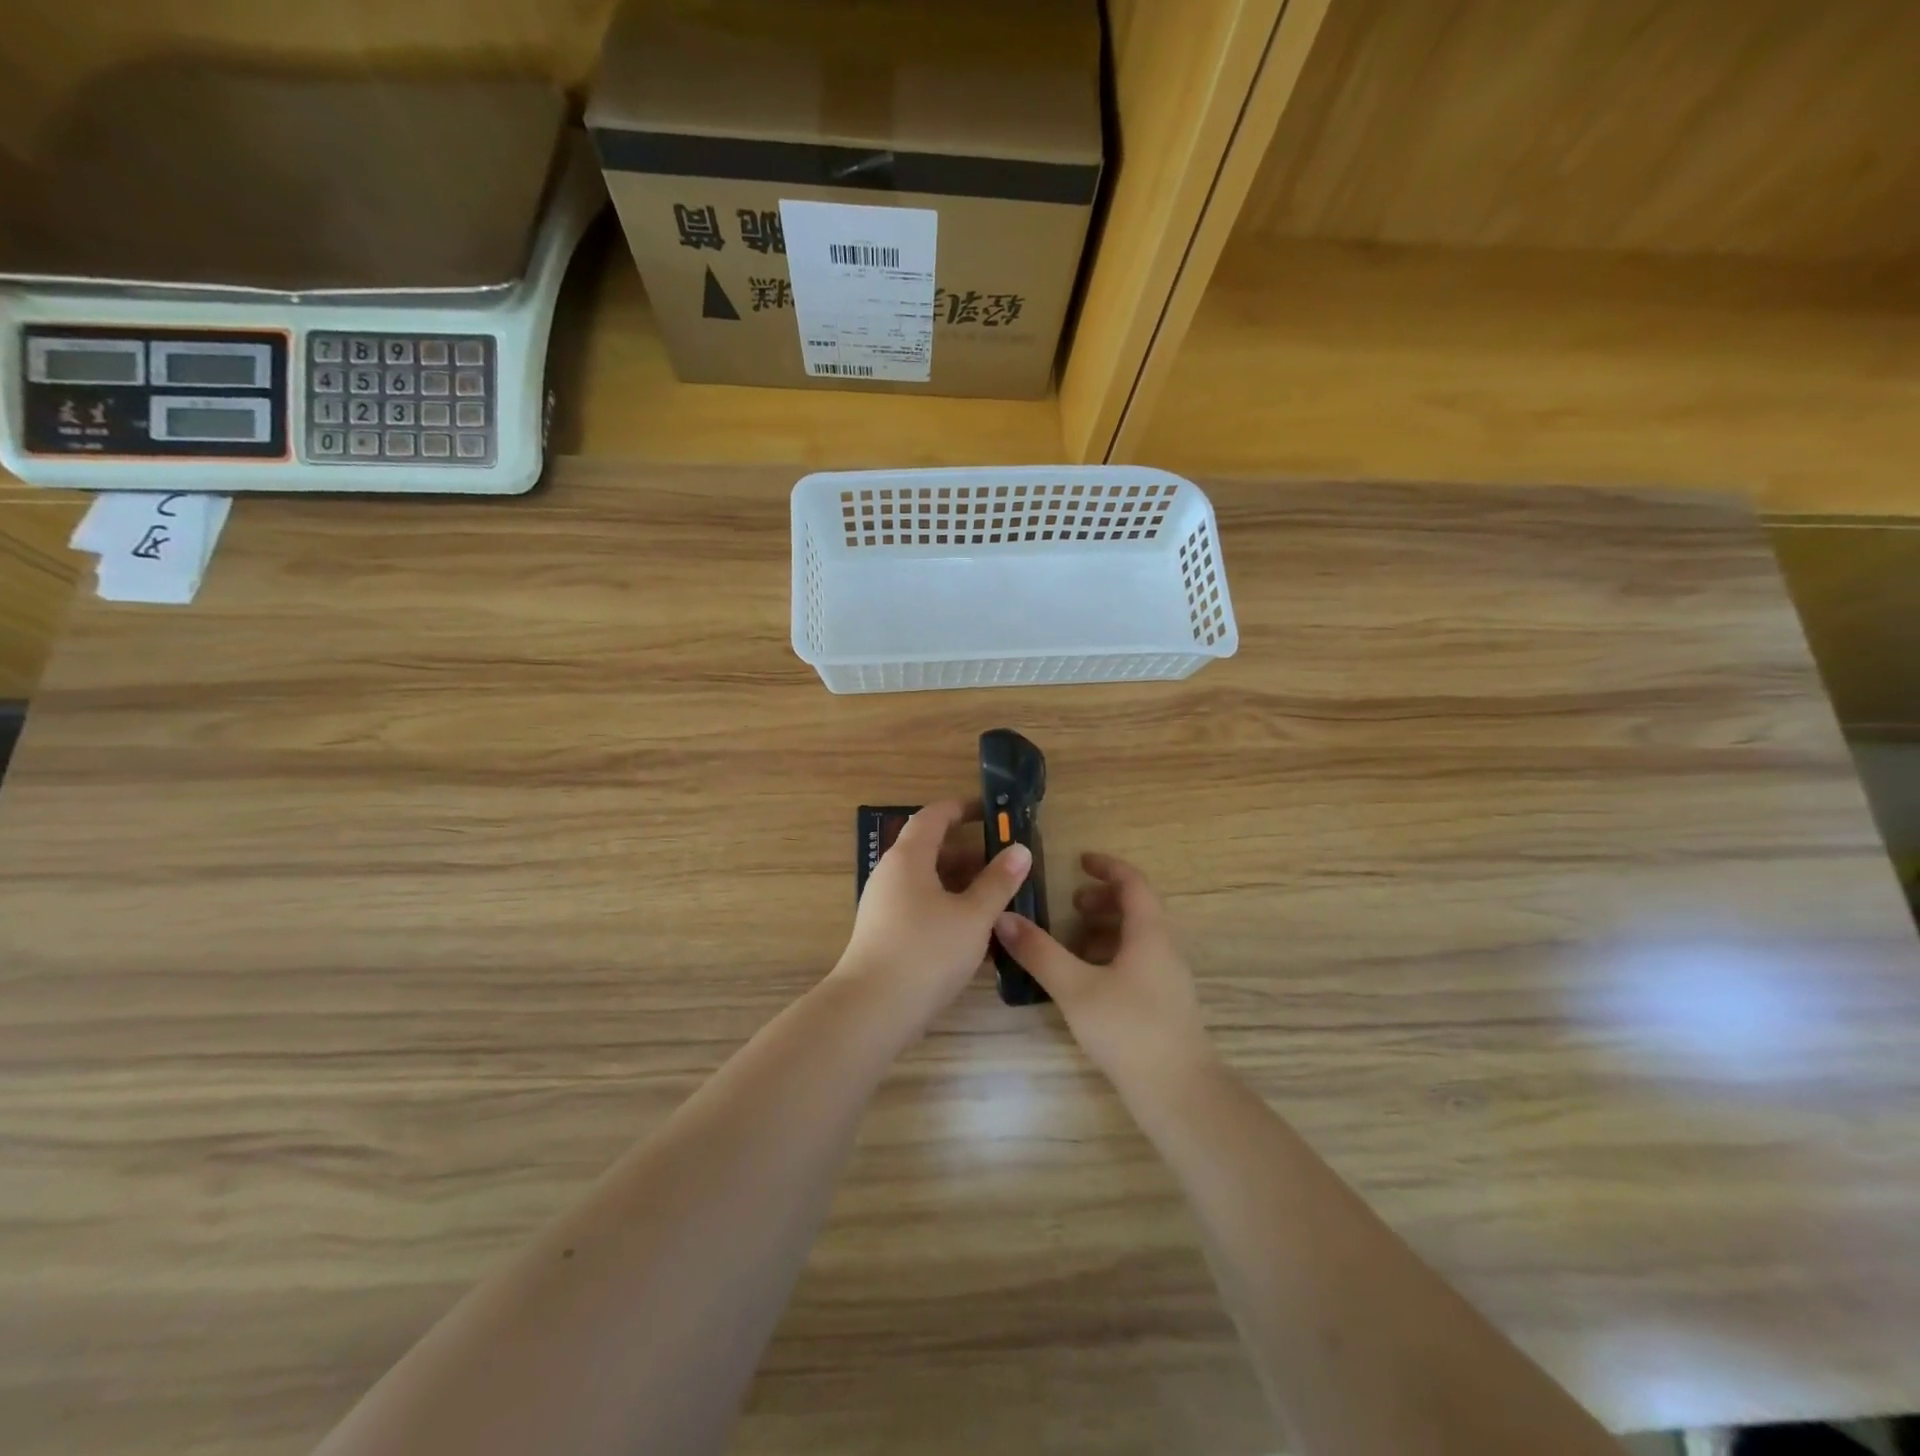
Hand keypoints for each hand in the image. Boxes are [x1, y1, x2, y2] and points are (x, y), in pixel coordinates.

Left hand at [832, 800, 1032, 1032]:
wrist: (871, 1010)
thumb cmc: (926, 952)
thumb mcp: (973, 916)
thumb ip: (998, 881)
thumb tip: (1020, 849)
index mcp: (909, 858)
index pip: (934, 816)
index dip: (962, 809)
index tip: (990, 811)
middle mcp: (891, 874)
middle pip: (931, 850)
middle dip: (969, 853)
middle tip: (1005, 863)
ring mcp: (885, 905)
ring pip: (928, 882)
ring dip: (961, 884)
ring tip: (997, 899)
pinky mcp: (885, 933)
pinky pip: (921, 906)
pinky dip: (948, 908)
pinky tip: (975, 933)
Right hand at [993, 853, 1214, 1091]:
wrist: (1179, 1093)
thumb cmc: (1128, 1031)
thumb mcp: (1076, 989)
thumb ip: (1040, 953)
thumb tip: (1004, 918)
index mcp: (1149, 934)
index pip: (1133, 883)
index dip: (1108, 867)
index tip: (1079, 861)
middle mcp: (1164, 949)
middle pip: (1137, 908)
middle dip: (1102, 900)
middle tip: (1070, 905)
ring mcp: (1167, 978)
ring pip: (1137, 938)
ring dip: (1105, 929)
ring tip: (1071, 942)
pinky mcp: (1163, 1004)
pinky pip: (1137, 962)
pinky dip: (1110, 956)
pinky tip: (1086, 980)